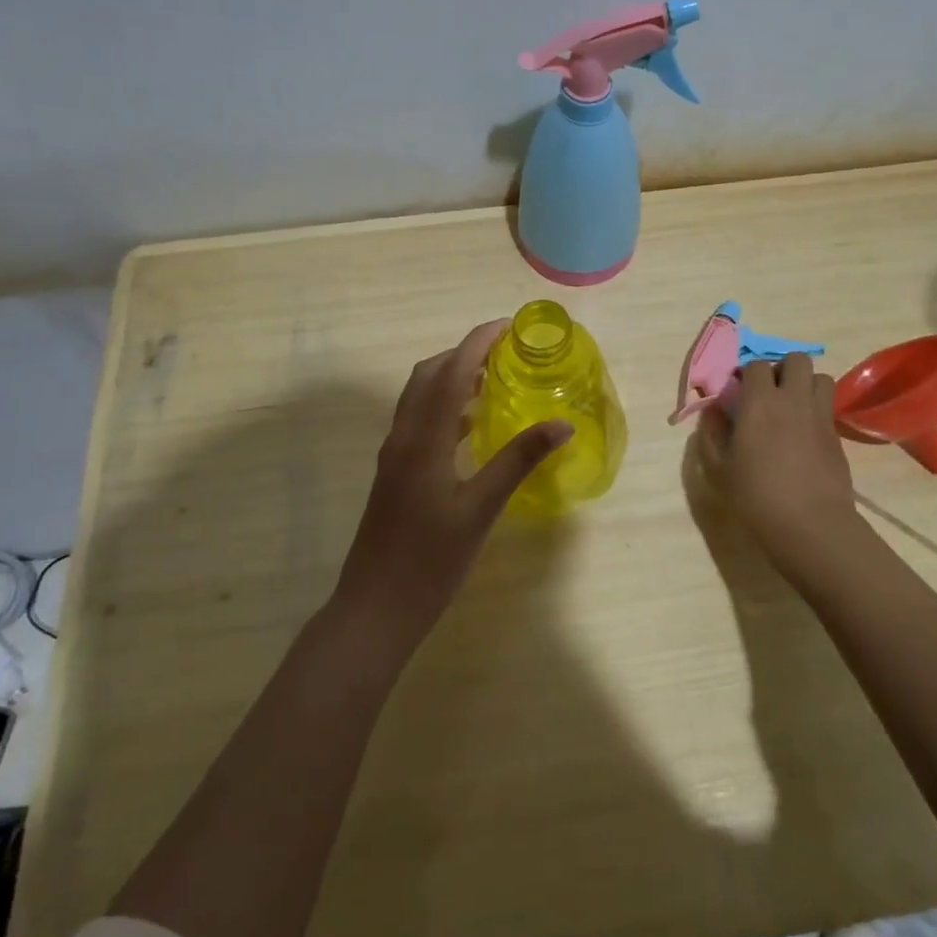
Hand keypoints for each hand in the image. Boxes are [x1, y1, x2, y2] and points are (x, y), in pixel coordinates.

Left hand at [334, 320, 571, 642]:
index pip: (451, 371)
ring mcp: (394, 455)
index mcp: (422, 438)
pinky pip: (419, 421)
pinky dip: (445, 408)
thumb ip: (518, 460)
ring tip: (495, 381)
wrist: (374, 609)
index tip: (510, 326)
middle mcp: (403, 436)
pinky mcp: (394, 473)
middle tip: (506, 354)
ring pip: (420, 397)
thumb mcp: (481, 510)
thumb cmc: (430, 562)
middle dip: (464, 353)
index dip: (478, 341)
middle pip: (429, 374)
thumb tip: (561, 424)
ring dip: (453, 379)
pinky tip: (472, 427)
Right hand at [695, 353, 857, 559]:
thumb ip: (711, 433)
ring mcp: (819, 414)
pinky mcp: (836, 434)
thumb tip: (713, 410)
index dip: (746, 374)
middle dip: (782, 369)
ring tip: (792, 407)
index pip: (755, 365)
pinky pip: (828, 405)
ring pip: (820, 377)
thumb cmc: (756, 496)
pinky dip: (816, 408)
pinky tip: (804, 433)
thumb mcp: (718, 468)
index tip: (739, 392)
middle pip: (796, 360)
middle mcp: (792, 399)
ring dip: (805, 384)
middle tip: (769, 394)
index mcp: (759, 402)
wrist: (810, 524)